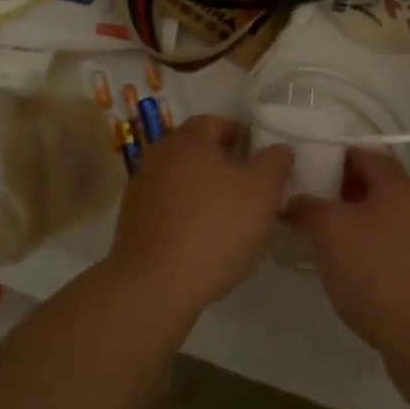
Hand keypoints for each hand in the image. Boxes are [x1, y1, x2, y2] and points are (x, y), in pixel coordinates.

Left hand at [106, 115, 291, 319]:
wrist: (154, 286)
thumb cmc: (214, 228)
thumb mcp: (262, 191)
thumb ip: (275, 162)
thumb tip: (278, 149)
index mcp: (189, 138)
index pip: (219, 122)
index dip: (244, 138)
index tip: (264, 161)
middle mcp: (160, 154)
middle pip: (198, 151)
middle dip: (225, 166)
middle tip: (252, 190)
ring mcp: (141, 188)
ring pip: (182, 180)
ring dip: (205, 192)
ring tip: (231, 220)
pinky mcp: (132, 222)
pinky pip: (168, 208)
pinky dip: (187, 216)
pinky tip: (204, 242)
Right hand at [284, 148, 409, 355]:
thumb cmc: (377, 269)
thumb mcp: (329, 231)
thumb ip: (306, 207)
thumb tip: (290, 200)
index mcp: (396, 181)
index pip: (360, 151)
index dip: (329, 155)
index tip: (300, 168)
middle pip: (371, 184)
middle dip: (336, 191)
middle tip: (302, 203)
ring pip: (378, 217)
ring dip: (350, 223)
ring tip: (315, 236)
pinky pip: (387, 246)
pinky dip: (364, 249)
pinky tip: (342, 268)